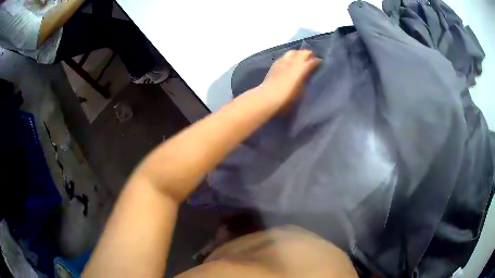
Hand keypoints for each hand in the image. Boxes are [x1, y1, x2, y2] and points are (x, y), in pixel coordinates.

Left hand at [258, 50, 320, 108]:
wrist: (268, 97)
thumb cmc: (287, 98)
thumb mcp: (301, 91)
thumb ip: (306, 79)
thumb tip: (308, 74)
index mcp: (302, 68)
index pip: (312, 61)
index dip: (317, 61)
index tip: (320, 62)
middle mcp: (293, 61)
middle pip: (303, 53)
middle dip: (308, 54)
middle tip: (312, 58)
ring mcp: (283, 61)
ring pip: (293, 52)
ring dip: (298, 53)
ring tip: (301, 58)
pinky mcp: (275, 64)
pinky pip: (284, 56)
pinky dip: (290, 57)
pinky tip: (289, 61)